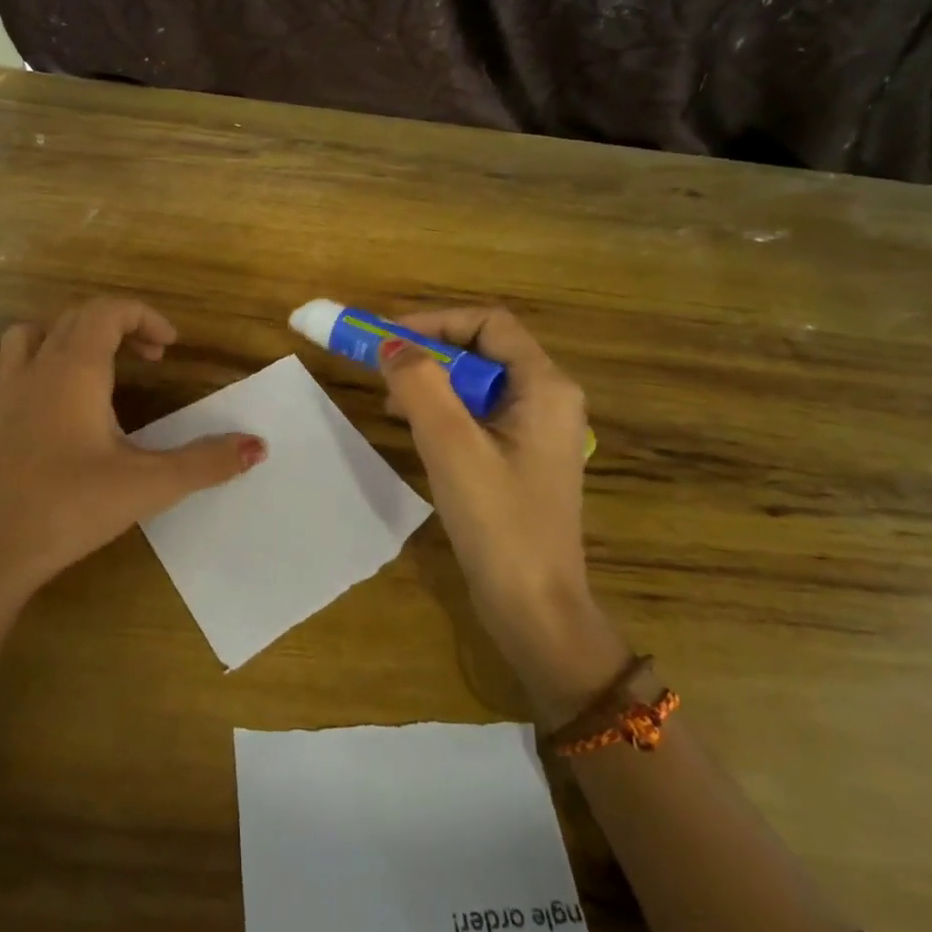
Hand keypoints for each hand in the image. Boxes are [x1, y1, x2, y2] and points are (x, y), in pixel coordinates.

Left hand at [0, 298, 266, 599]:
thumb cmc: (72, 506)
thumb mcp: (148, 484)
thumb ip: (205, 462)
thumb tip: (258, 446)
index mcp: (75, 369)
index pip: (108, 311)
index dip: (144, 317)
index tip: (171, 346)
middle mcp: (37, 367)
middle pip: (76, 317)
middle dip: (118, 326)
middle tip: (151, 357)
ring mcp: (6, 391)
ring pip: (32, 333)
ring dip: (69, 335)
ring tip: (98, 364)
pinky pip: (9, 367)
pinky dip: (37, 364)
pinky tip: (52, 398)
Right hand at [379, 308, 625, 723]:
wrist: (535, 609)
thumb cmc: (499, 522)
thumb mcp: (451, 446)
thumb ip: (420, 385)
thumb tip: (391, 344)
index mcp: (545, 387)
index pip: (489, 324)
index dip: (436, 321)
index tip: (388, 337)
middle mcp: (549, 399)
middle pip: (484, 349)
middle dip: (429, 351)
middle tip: (383, 366)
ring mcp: (537, 430)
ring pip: (478, 382)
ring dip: (433, 380)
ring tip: (391, 399)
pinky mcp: (522, 457)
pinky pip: (479, 413)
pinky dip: (444, 409)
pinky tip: (414, 428)